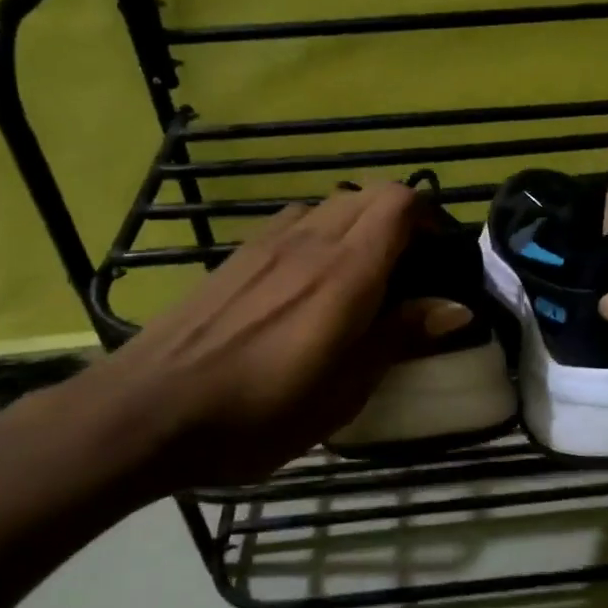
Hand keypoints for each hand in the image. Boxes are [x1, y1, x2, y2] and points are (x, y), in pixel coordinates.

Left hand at [74, 183, 453, 492]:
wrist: (150, 410)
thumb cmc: (260, 412)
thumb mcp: (344, 390)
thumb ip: (399, 337)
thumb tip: (457, 308)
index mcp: (345, 272)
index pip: (399, 203)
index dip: (429, 219)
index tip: (439, 259)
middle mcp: (309, 241)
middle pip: (369, 195)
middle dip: (400, 221)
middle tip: (408, 272)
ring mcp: (267, 243)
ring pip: (330, 205)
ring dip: (359, 226)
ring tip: (361, 278)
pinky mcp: (237, 256)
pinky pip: (295, 223)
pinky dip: (320, 235)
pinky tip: (308, 286)